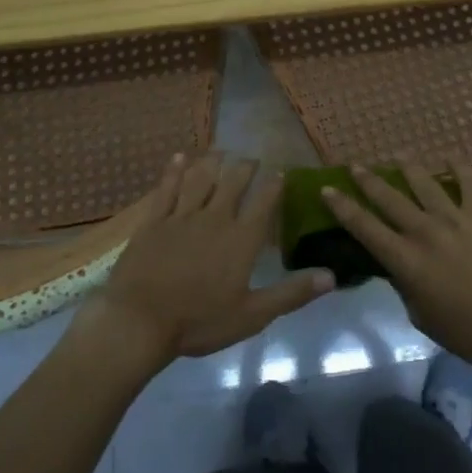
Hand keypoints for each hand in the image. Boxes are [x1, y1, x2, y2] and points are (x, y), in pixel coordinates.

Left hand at [81, 154, 333, 367]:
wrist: (139, 321)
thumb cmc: (199, 321)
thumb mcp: (252, 315)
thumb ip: (292, 293)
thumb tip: (332, 276)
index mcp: (241, 239)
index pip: (264, 203)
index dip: (274, 185)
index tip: (281, 172)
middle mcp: (215, 218)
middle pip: (233, 183)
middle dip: (245, 167)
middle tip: (251, 158)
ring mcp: (181, 216)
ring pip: (201, 179)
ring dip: (213, 163)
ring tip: (221, 151)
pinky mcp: (154, 221)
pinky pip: (167, 188)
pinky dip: (175, 171)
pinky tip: (180, 158)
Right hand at [319, 158, 471, 376]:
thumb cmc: (466, 331)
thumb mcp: (420, 315)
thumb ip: (404, 284)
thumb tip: (397, 265)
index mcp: (405, 260)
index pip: (364, 228)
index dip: (343, 207)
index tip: (327, 189)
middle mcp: (425, 232)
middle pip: (389, 198)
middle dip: (368, 180)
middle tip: (355, 165)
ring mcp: (457, 219)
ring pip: (425, 184)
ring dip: (408, 167)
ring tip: (397, 154)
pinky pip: (470, 183)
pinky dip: (459, 168)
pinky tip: (450, 156)